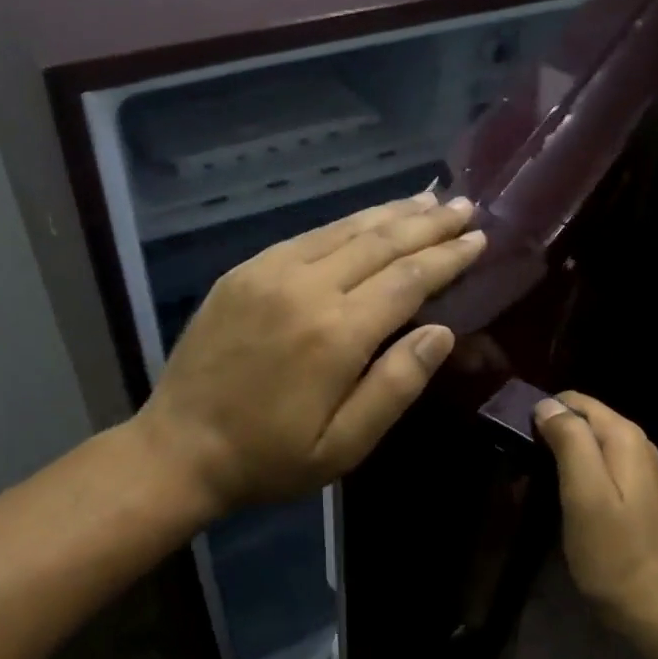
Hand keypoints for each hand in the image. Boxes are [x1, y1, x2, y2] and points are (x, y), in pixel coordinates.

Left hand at [136, 192, 485, 515]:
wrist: (178, 449)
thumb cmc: (269, 458)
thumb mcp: (343, 445)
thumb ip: (396, 386)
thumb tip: (442, 332)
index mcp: (337, 333)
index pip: (408, 279)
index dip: (448, 256)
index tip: (479, 238)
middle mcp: (306, 288)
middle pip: (381, 243)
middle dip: (428, 223)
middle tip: (465, 205)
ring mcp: (269, 273)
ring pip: (344, 230)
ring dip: (391, 213)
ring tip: (427, 200)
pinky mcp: (243, 272)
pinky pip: (307, 236)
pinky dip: (345, 224)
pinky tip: (365, 220)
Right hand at [533, 392, 657, 629]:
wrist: (652, 608)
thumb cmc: (613, 551)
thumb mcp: (584, 492)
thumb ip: (569, 441)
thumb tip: (546, 405)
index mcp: (624, 437)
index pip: (575, 401)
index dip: (542, 414)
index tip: (517, 443)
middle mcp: (634, 445)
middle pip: (580, 421)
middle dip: (547, 437)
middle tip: (520, 471)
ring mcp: (636, 471)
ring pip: (584, 446)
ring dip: (555, 460)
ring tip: (529, 488)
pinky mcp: (630, 495)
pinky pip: (593, 469)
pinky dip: (570, 478)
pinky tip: (554, 501)